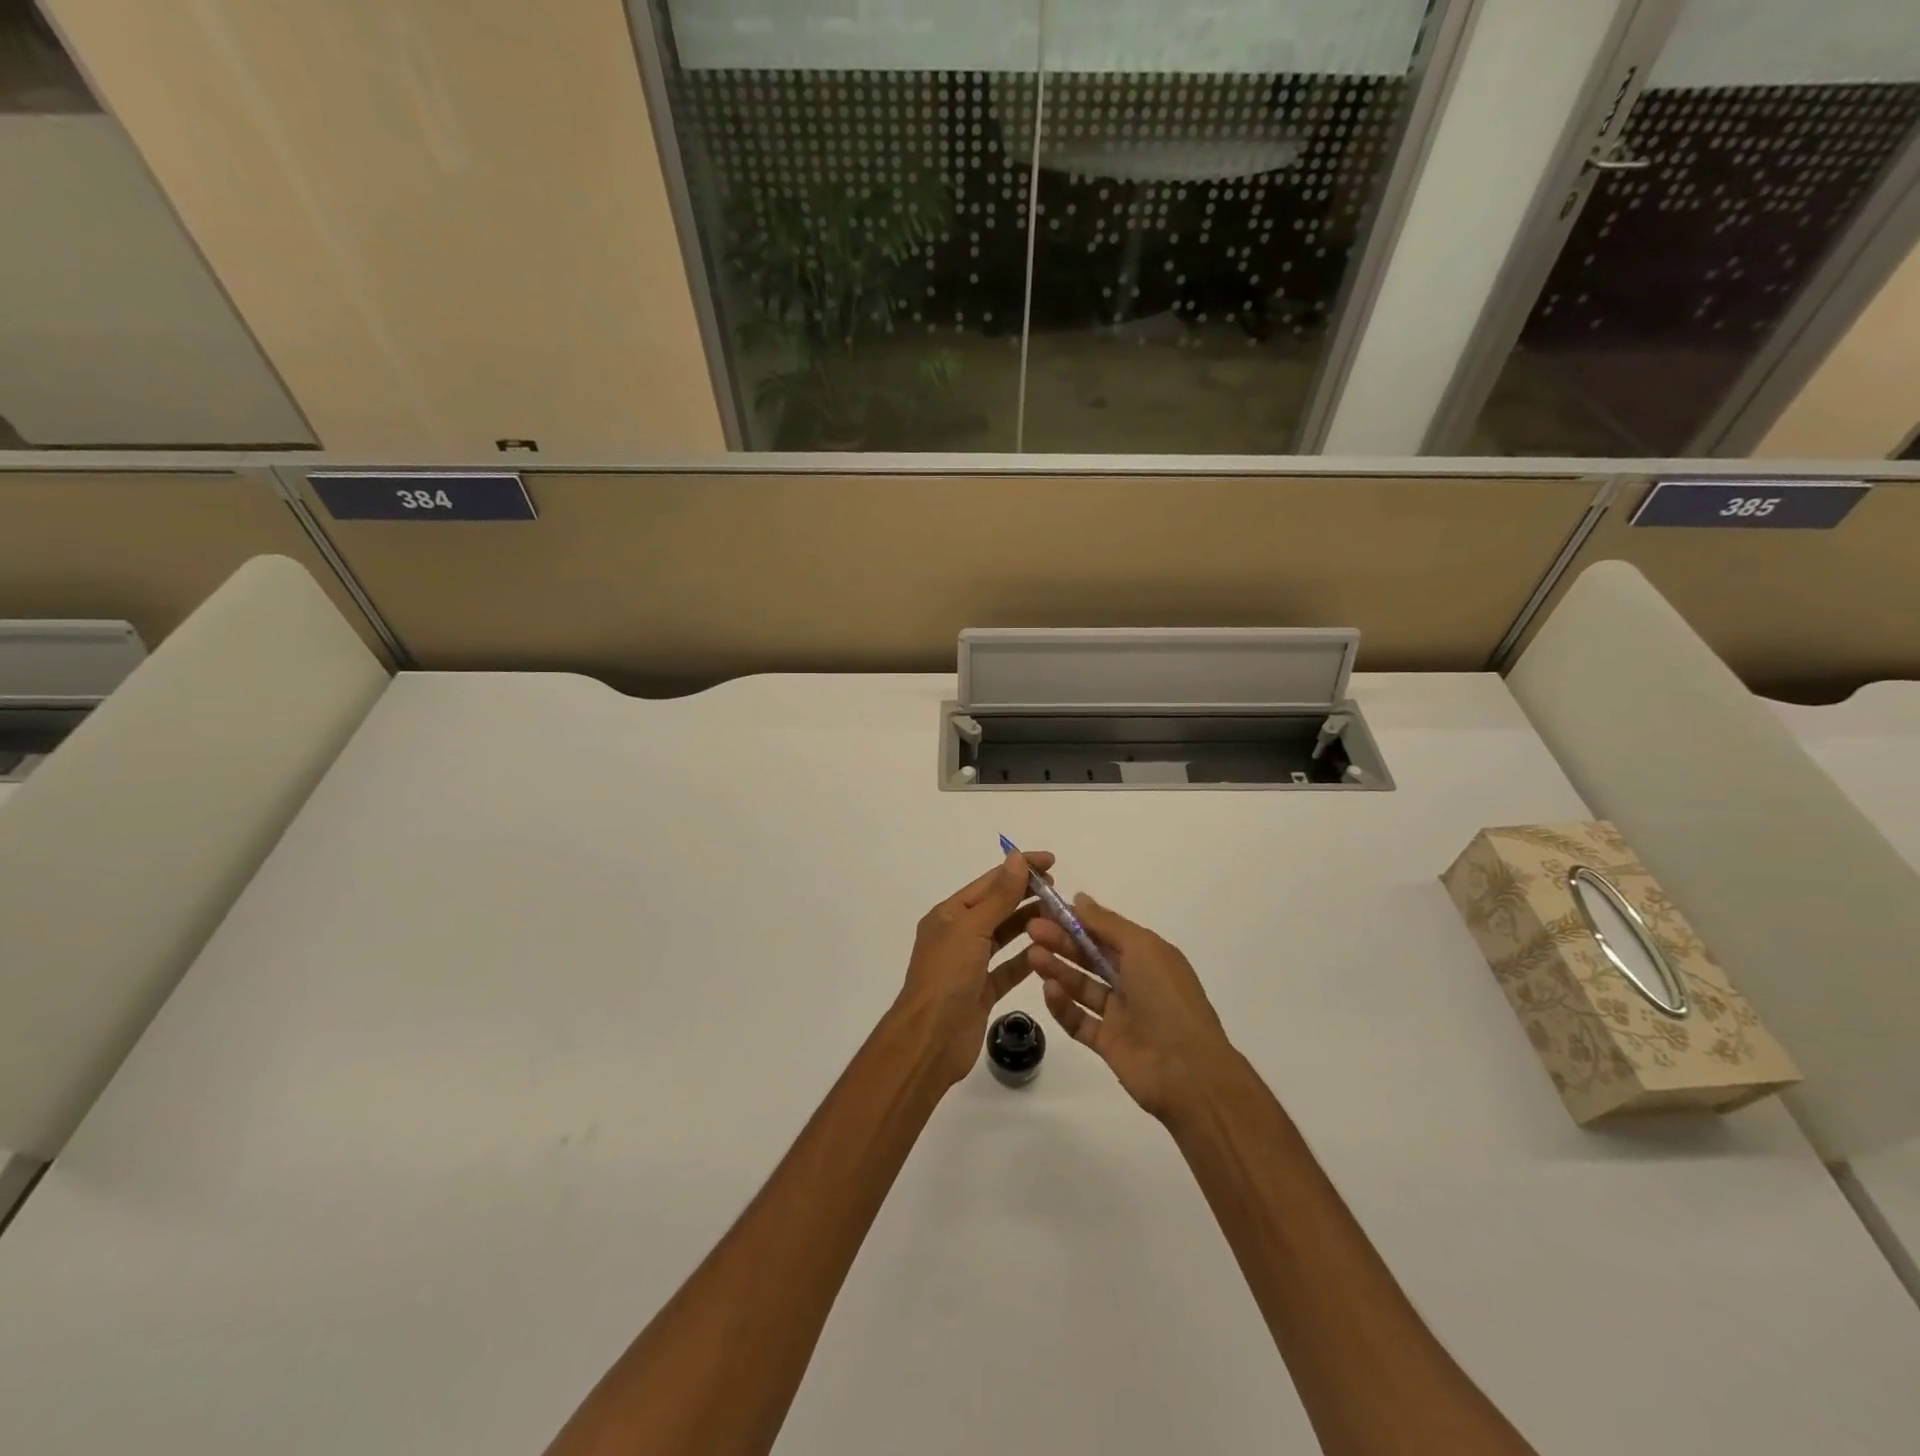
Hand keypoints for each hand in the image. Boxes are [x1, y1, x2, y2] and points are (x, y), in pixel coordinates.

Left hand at [892, 850, 1054, 1087]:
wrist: (930, 1040)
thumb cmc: (947, 977)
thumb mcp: (972, 929)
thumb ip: (999, 896)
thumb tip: (1015, 857)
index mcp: (949, 915)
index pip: (989, 883)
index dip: (1019, 869)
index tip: (1050, 861)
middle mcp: (958, 935)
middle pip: (997, 908)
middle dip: (1026, 896)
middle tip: (1060, 891)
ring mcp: (970, 965)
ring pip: (1004, 937)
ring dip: (1029, 925)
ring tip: (1061, 917)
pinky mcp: (982, 991)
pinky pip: (1008, 969)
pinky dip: (1027, 960)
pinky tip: (1050, 952)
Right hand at [1025, 895, 1234, 1121]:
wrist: (1188, 1070)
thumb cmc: (1167, 997)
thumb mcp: (1141, 948)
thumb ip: (1107, 923)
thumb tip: (1079, 898)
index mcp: (1146, 956)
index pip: (1104, 932)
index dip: (1076, 920)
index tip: (1045, 909)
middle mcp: (1133, 981)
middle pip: (1090, 957)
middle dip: (1061, 942)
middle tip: (1031, 930)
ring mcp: (1120, 1014)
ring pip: (1082, 986)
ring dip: (1058, 970)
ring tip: (1032, 957)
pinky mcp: (1107, 1042)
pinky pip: (1079, 1020)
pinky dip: (1063, 1006)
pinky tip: (1049, 990)